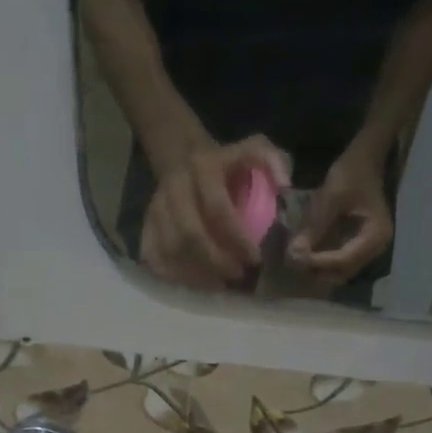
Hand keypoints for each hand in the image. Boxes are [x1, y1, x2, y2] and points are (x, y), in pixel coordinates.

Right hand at [140, 136, 290, 290]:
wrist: (182, 156)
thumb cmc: (228, 162)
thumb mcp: (255, 149)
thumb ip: (274, 161)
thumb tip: (284, 186)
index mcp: (204, 167)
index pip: (218, 209)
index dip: (237, 238)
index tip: (255, 258)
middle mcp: (176, 186)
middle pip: (190, 234)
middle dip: (216, 261)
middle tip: (237, 275)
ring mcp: (157, 206)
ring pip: (171, 248)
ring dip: (196, 273)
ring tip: (219, 283)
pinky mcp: (147, 222)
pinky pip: (152, 254)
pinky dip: (172, 273)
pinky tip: (194, 281)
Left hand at [289, 142, 393, 284]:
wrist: (365, 160)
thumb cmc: (352, 174)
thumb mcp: (331, 197)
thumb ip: (314, 227)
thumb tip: (294, 254)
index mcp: (375, 236)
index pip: (344, 260)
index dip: (319, 262)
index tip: (295, 257)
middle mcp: (375, 249)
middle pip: (343, 272)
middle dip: (318, 270)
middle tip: (294, 260)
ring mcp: (368, 249)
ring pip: (340, 271)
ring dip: (319, 268)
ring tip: (298, 257)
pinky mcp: (358, 246)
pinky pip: (339, 262)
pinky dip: (322, 261)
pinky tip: (307, 253)